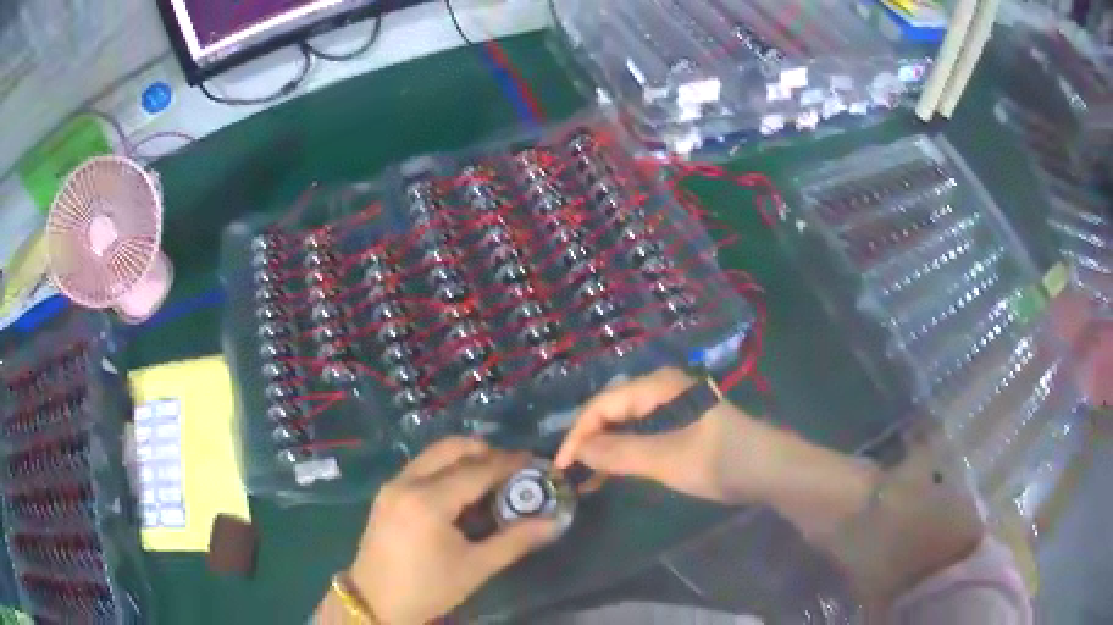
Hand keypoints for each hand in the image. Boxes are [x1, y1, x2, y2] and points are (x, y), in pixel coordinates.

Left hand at [347, 438, 558, 623]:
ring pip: (434, 454)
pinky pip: (422, 467)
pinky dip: (446, 468)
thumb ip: (515, 540)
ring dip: (465, 458)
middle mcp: (407, 482)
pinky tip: (461, 493)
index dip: (509, 463)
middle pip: (451, 448)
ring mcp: (393, 485)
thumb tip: (553, 522)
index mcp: (429, 501)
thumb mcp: (475, 568)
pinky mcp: (387, 493)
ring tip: (490, 481)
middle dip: (485, 452)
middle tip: (512, 470)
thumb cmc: (428, 588)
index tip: (535, 461)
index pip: (477, 470)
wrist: (375, 602)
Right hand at [554, 367, 784, 503]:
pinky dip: (626, 448)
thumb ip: (619, 453)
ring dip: (605, 444)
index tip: (562, 466)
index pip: (604, 403)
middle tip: (571, 470)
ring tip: (588, 473)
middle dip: (589, 437)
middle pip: (613, 407)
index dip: (579, 433)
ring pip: (627, 419)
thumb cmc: (722, 461)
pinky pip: (644, 430)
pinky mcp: (684, 422)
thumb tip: (577, 450)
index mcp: (660, 385)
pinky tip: (616, 467)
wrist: (773, 471)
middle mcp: (665, 387)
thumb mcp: (667, 459)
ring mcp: (676, 403)